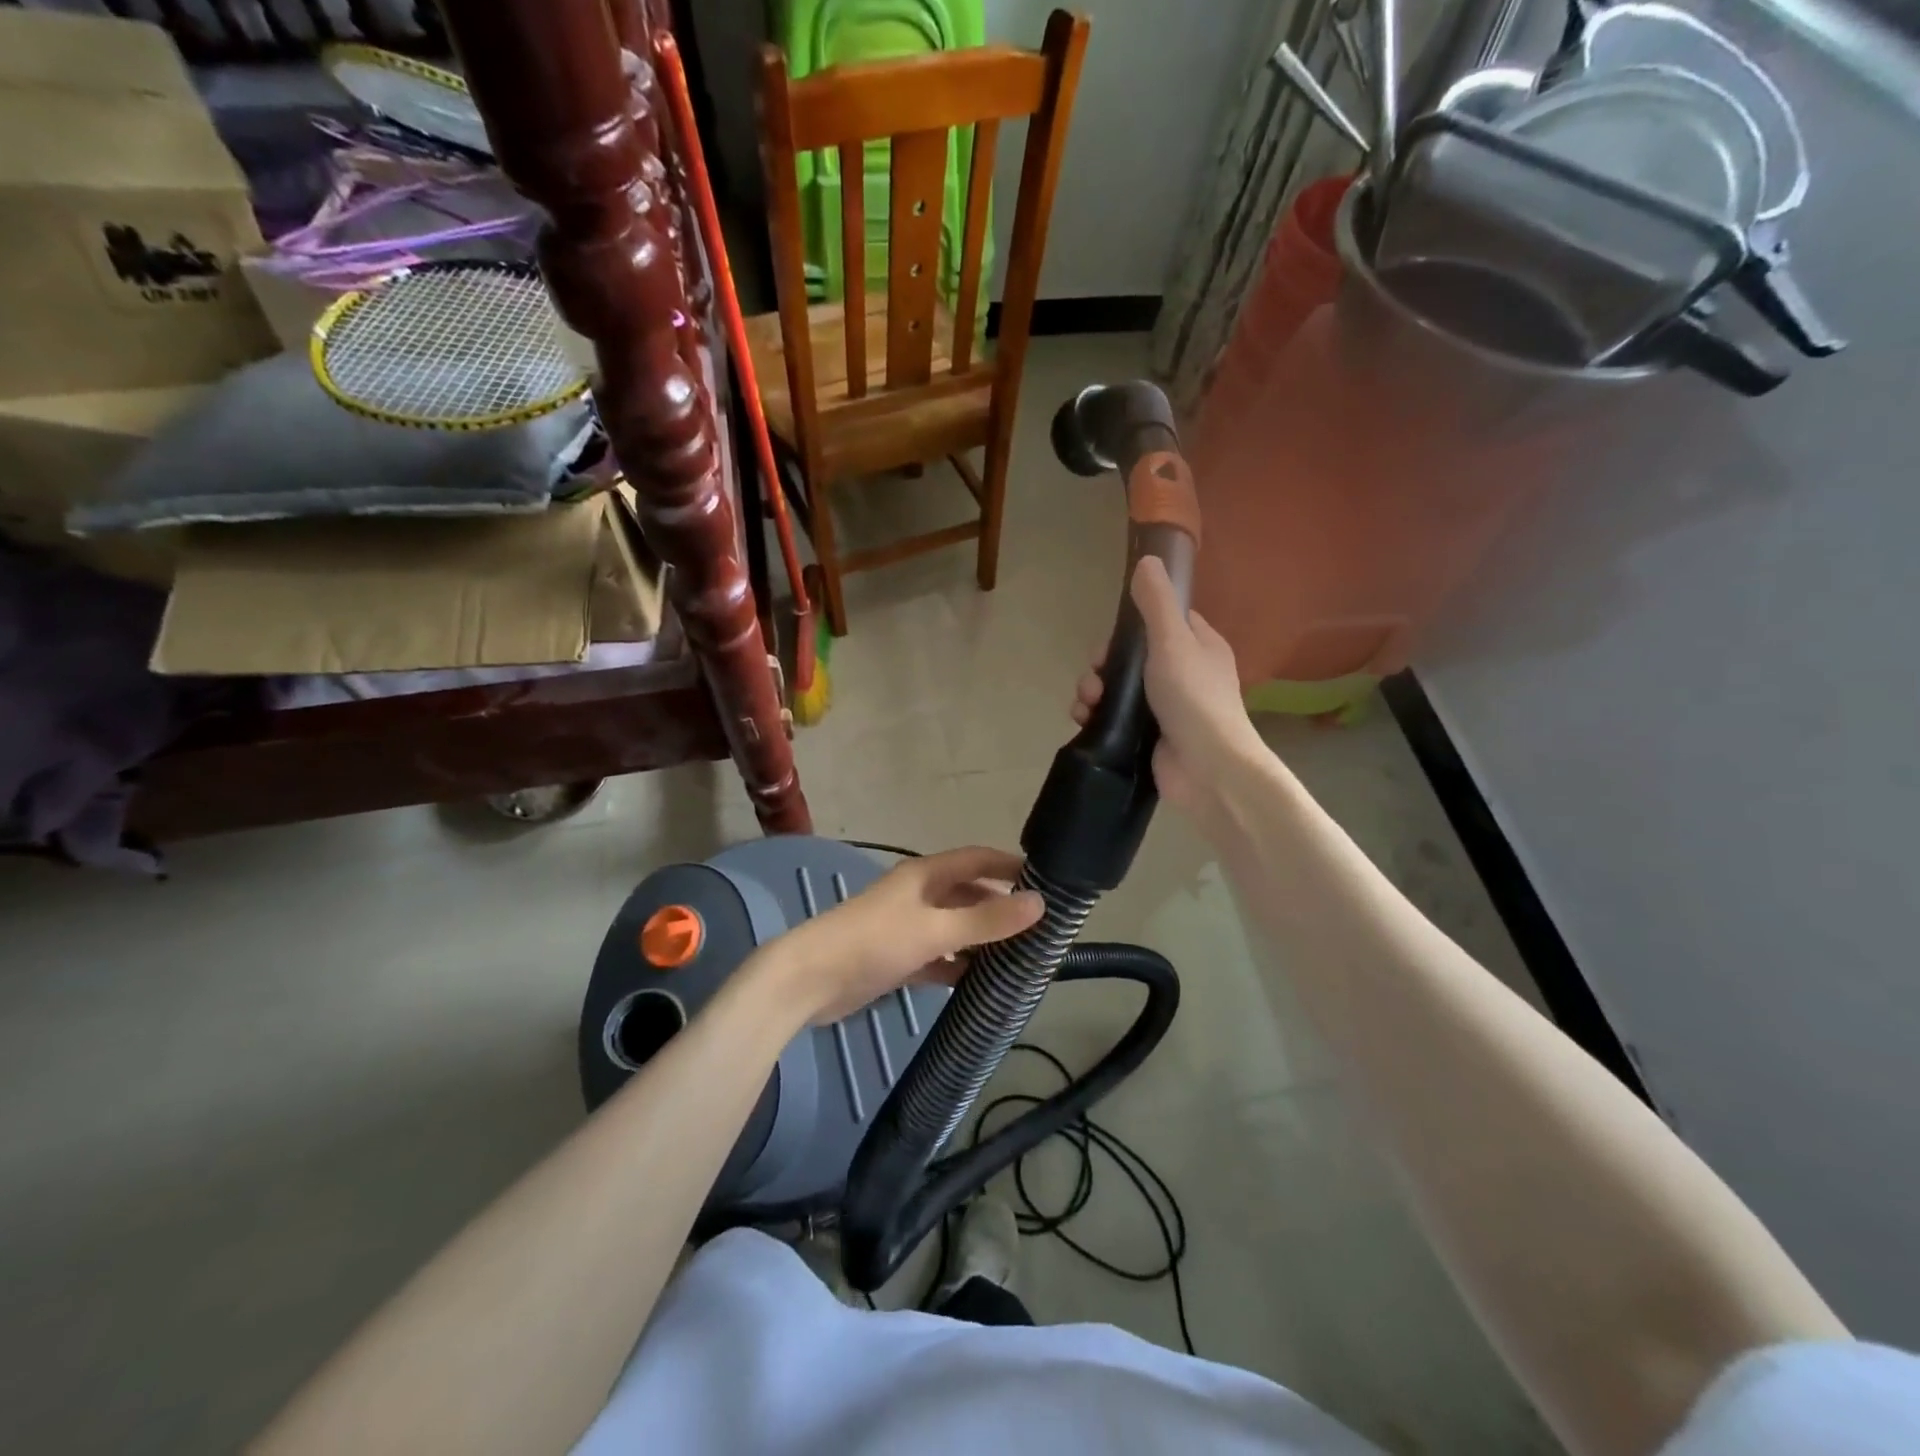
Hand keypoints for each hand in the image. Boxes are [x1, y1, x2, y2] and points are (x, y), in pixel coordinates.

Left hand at [760, 847, 1043, 1025]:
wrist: (810, 980)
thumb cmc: (874, 942)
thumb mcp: (935, 929)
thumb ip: (987, 920)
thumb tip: (1040, 903)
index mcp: (926, 875)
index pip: (977, 858)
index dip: (1010, 865)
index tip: (1047, 880)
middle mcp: (919, 895)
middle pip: (968, 894)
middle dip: (1000, 907)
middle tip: (1040, 927)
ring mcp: (907, 927)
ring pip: (955, 928)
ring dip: (982, 940)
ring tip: (1021, 957)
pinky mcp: (898, 958)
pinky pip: (939, 957)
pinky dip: (958, 966)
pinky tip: (981, 983)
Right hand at [1072, 556, 1261, 812]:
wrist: (1206, 768)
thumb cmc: (1193, 698)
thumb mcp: (1173, 641)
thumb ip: (1156, 602)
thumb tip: (1148, 560)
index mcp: (1198, 647)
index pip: (1161, 623)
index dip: (1131, 628)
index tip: (1112, 638)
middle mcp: (1182, 675)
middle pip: (1130, 658)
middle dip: (1103, 665)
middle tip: (1094, 677)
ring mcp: (1164, 709)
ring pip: (1117, 689)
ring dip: (1093, 691)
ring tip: (1085, 704)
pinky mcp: (1147, 737)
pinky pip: (1114, 718)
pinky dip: (1096, 716)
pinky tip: (1085, 721)